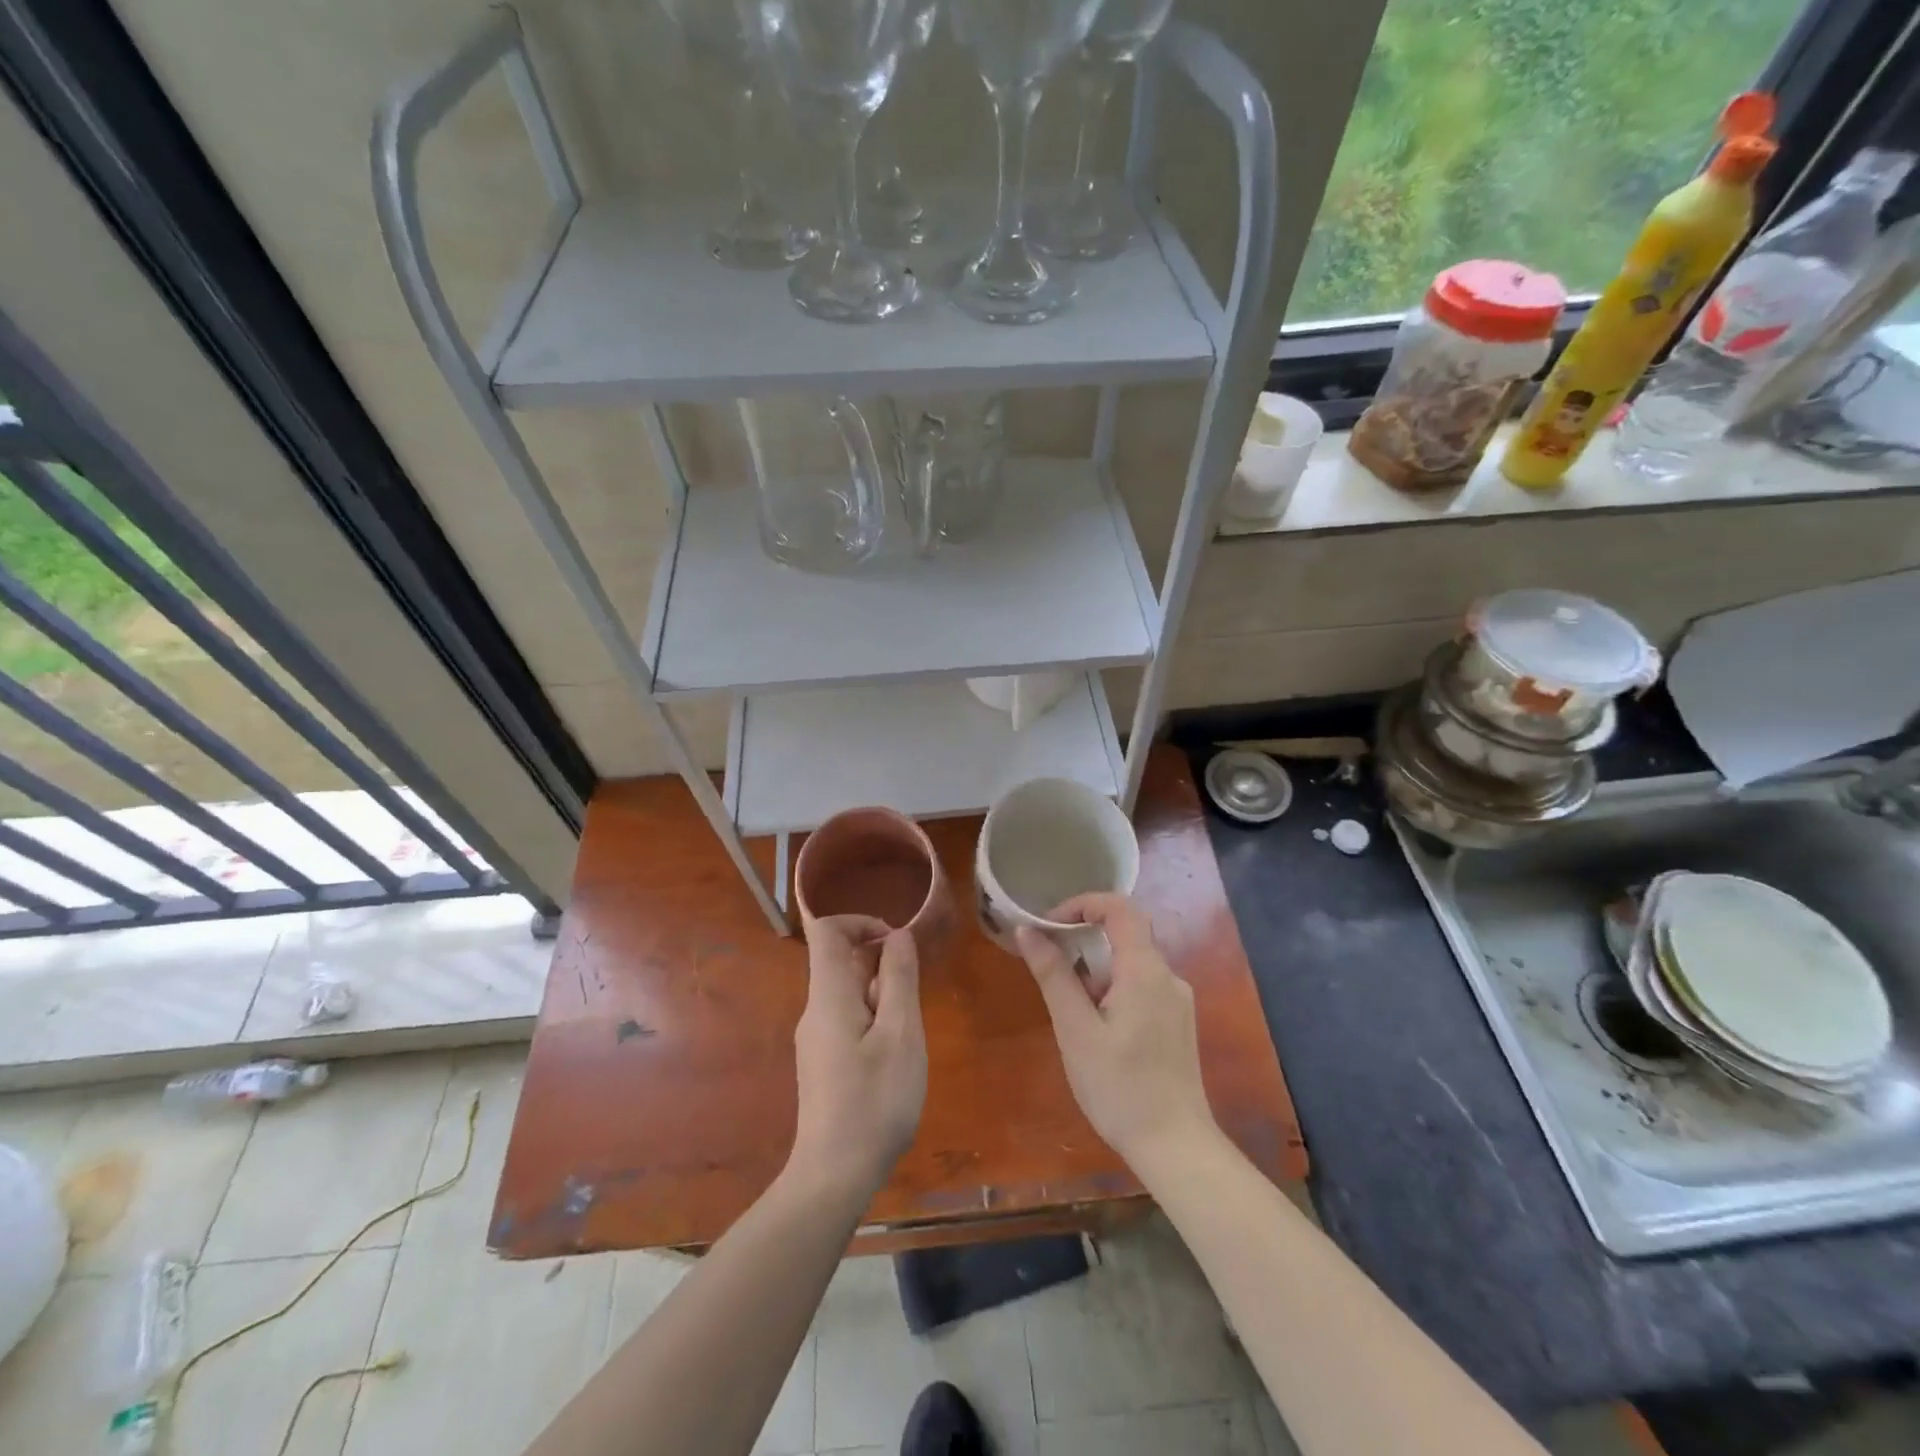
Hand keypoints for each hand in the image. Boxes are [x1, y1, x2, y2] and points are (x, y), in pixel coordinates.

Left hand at [790, 915, 926, 1198]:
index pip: (827, 930)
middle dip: (880, 963)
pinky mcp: (823, 1061)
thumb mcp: (900, 1034)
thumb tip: (898, 935)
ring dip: (880, 993)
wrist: (834, 1176)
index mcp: (828, 995)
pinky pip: (846, 1017)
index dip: (861, 921)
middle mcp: (814, 1009)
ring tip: (905, 1033)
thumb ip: (899, 979)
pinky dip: (873, 1017)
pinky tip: (893, 1055)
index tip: (896, 943)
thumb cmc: (874, 1102)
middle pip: (839, 959)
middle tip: (910, 999)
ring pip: (846, 990)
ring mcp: (815, 1037)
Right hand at [1016, 893, 1215, 1173]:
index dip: (1083, 904)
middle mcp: (1168, 976)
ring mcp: (1177, 1001)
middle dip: (1084, 942)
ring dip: (1097, 971)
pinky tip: (1098, 1030)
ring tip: (1072, 1013)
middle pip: (1126, 934)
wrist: (1176, 1147)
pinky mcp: (1178, 1022)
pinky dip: (1114, 989)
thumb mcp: (1075, 1030)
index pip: (1120, 908)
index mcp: (1145, 970)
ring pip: (1132, 963)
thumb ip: (1053, 975)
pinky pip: (1142, 986)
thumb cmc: (1119, 1087)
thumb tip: (1027, 932)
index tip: (1050, 925)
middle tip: (1052, 968)